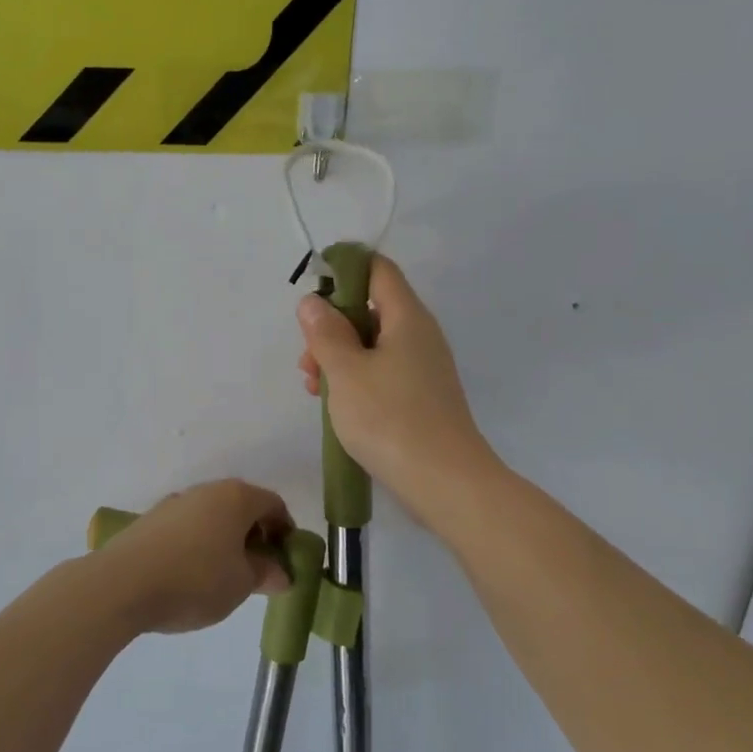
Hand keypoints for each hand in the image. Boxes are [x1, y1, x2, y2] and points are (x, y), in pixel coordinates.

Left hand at [97, 480, 292, 634]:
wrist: (121, 584)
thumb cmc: (195, 580)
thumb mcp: (241, 584)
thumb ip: (266, 574)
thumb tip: (280, 572)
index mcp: (235, 497)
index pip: (273, 504)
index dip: (285, 531)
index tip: (285, 560)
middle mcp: (206, 491)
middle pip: (241, 507)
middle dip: (254, 536)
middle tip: (258, 570)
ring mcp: (174, 503)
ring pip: (212, 517)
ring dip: (225, 540)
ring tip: (223, 576)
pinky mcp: (150, 520)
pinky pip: (187, 527)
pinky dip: (198, 544)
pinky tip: (190, 574)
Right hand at [297, 256, 495, 523]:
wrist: (445, 482)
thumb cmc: (390, 419)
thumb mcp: (346, 372)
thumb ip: (326, 333)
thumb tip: (314, 301)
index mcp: (407, 317)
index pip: (377, 270)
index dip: (344, 270)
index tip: (312, 293)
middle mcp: (419, 335)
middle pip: (370, 309)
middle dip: (331, 327)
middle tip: (307, 361)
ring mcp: (423, 368)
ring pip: (372, 345)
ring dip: (338, 358)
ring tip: (314, 388)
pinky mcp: (420, 397)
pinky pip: (382, 373)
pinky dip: (356, 379)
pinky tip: (336, 405)